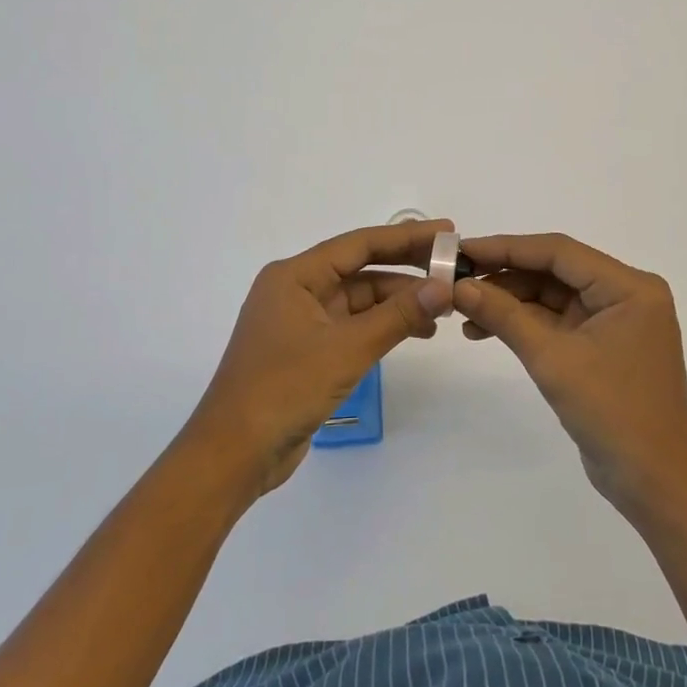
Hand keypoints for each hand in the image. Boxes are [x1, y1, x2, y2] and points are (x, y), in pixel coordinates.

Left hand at [179, 220, 452, 499]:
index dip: (405, 237)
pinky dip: (383, 326)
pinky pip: (352, 326)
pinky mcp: (307, 351)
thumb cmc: (284, 389)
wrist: (234, 454)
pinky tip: (415, 332)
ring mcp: (301, 322)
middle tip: (452, 269)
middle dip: (406, 270)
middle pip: (360, 269)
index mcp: (294, 276)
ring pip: (359, 300)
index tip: (446, 232)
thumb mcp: (347, 349)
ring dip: (398, 302)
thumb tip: (442, 286)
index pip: (359, 244)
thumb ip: (397, 315)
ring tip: (442, 310)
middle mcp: (296, 290)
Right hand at [454, 232, 686, 522]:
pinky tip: (485, 329)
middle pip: (555, 271)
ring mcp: (615, 321)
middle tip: (456, 281)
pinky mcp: (602, 345)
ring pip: (552, 296)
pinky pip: (557, 321)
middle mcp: (626, 294)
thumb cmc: (613, 412)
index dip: (507, 247)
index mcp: (629, 287)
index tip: (463, 249)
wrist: (654, 483)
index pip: (559, 252)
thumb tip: (459, 286)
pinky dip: (524, 324)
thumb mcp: (552, 359)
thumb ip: (504, 316)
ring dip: (510, 302)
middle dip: (505, 276)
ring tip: (463, 312)